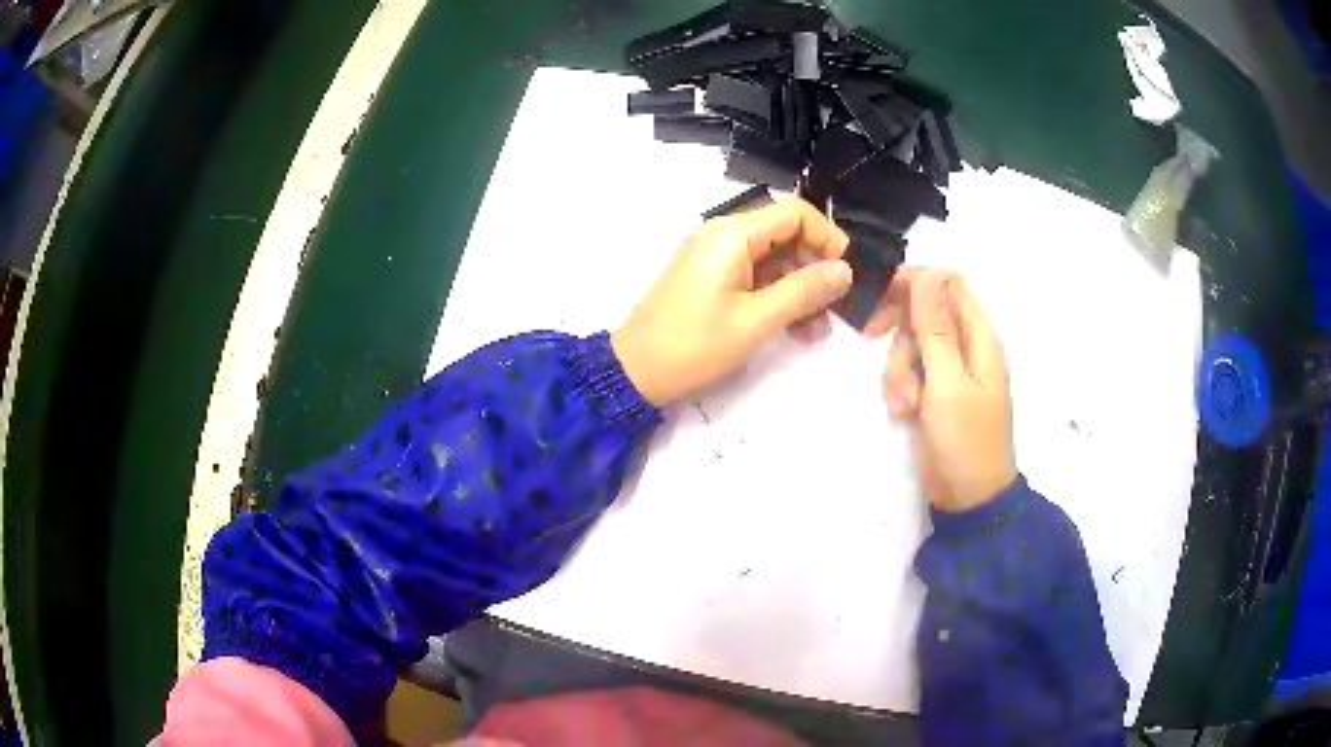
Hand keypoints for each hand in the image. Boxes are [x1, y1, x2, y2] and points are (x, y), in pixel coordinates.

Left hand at [612, 198, 851, 405]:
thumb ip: (803, 291)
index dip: (828, 236)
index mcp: (732, 234)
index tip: (848, 271)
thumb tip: (845, 270)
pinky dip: (777, 297)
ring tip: (819, 329)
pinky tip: (797, 330)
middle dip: (816, 268)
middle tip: (837, 307)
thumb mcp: (756, 321)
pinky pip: (755, 276)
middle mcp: (724, 235)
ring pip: (774, 259)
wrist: (635, 371)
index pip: (794, 212)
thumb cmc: (694, 345)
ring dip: (800, 288)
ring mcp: (715, 256)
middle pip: (786, 234)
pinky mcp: (711, 277)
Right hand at [879, 269, 1016, 512]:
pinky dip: (901, 387)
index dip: (914, 283)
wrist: (969, 499)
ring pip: (912, 345)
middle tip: (875, 346)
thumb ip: (935, 328)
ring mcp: (952, 372)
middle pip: (924, 313)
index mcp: (979, 336)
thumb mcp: (947, 382)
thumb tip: (927, 274)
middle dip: (900, 333)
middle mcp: (966, 347)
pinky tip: (905, 412)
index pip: (947, 283)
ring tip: (904, 403)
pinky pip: (911, 373)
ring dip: (898, 369)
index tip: (881, 300)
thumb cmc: (965, 440)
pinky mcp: (937, 394)